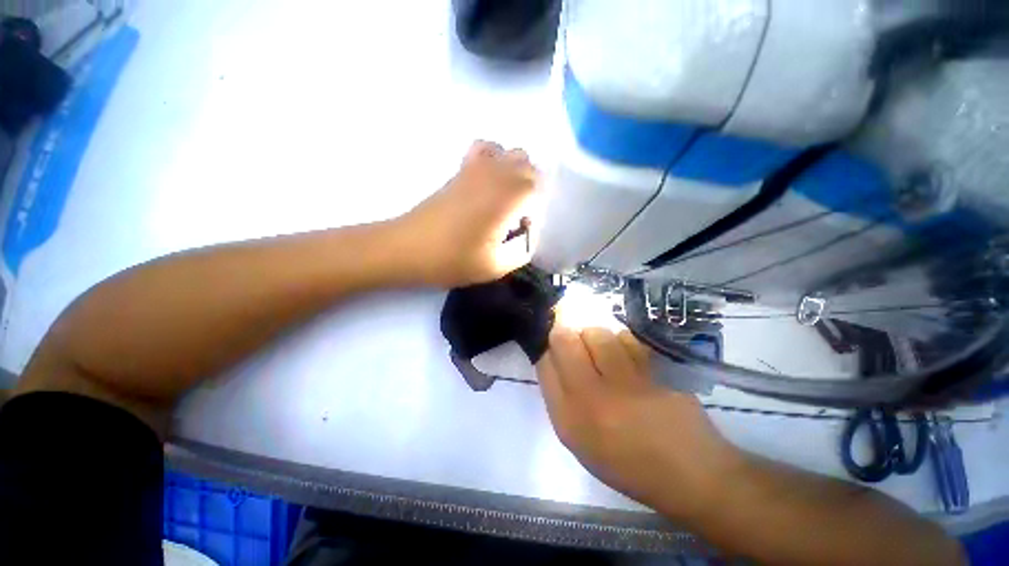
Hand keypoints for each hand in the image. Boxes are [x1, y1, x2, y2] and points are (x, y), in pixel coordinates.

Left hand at [397, 141, 537, 287]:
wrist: (406, 248)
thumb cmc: (451, 260)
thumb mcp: (495, 267)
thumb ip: (522, 251)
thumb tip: (528, 234)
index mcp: (505, 197)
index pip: (538, 185)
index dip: (538, 207)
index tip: (525, 228)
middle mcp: (494, 175)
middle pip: (527, 164)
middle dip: (532, 187)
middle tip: (521, 215)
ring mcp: (475, 168)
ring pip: (509, 151)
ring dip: (516, 171)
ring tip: (508, 197)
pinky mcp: (460, 170)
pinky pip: (484, 149)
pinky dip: (495, 158)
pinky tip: (490, 182)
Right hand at [537, 326, 741, 519]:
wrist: (687, 472)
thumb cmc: (624, 459)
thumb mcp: (578, 438)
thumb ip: (558, 395)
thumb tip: (550, 354)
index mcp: (569, 417)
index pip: (545, 361)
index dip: (548, 347)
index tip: (555, 348)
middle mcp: (593, 395)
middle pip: (565, 339)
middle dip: (567, 334)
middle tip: (577, 345)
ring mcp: (626, 379)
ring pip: (596, 332)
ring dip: (594, 336)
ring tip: (605, 354)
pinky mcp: (653, 369)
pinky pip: (626, 337)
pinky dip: (621, 341)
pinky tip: (628, 358)